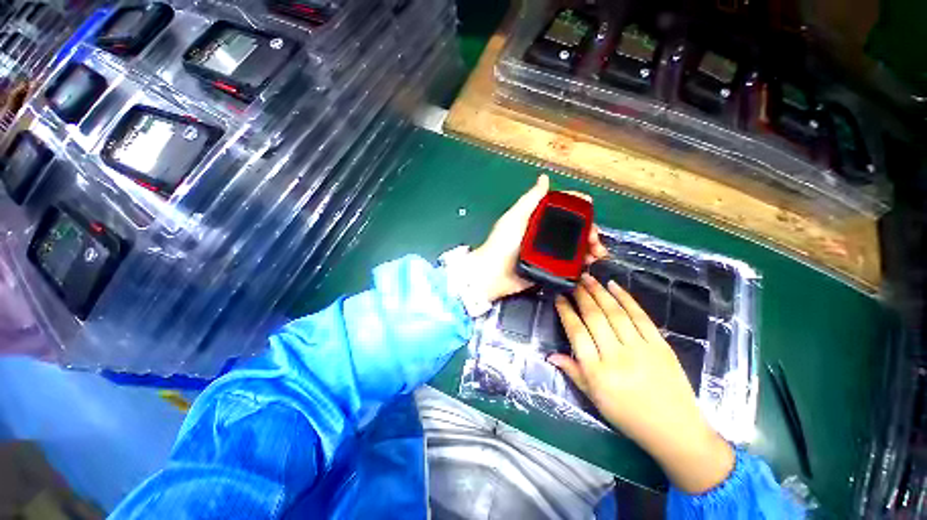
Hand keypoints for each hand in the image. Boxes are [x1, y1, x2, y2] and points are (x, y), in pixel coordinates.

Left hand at [469, 175, 608, 301]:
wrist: (494, 274)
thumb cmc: (502, 243)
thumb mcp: (515, 217)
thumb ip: (530, 200)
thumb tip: (544, 178)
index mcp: (537, 220)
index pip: (562, 209)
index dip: (577, 207)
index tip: (590, 207)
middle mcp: (544, 235)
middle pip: (572, 229)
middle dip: (588, 231)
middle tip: (595, 239)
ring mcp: (548, 253)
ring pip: (574, 248)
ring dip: (588, 249)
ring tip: (597, 254)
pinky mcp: (549, 269)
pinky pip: (569, 265)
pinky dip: (582, 264)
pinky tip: (590, 266)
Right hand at [550, 274, 734, 493]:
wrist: (675, 429)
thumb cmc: (628, 416)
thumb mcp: (594, 399)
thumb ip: (572, 372)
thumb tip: (550, 355)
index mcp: (597, 372)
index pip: (576, 333)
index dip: (566, 312)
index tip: (559, 298)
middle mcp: (617, 356)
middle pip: (595, 318)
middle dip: (582, 296)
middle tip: (574, 281)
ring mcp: (641, 349)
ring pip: (615, 313)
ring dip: (600, 292)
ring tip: (589, 278)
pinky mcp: (660, 345)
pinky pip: (641, 316)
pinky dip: (626, 298)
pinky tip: (615, 286)